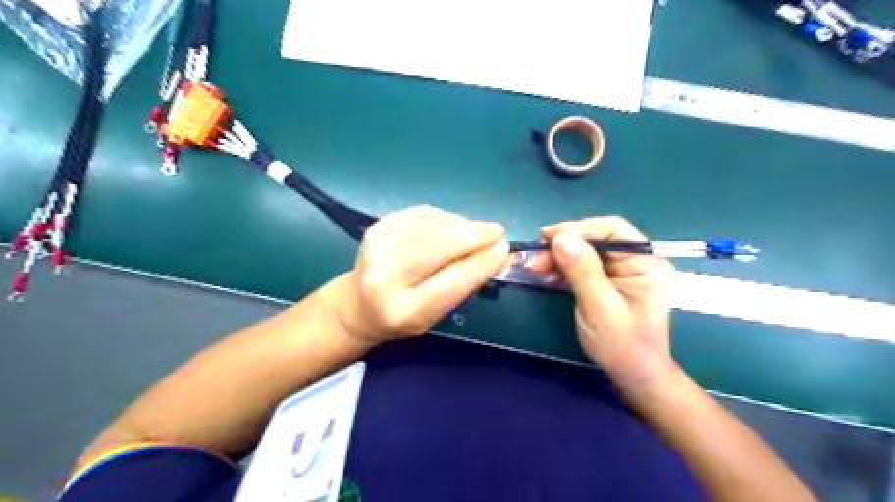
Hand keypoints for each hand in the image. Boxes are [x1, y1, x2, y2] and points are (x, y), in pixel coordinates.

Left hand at [331, 205, 508, 345]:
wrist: (357, 304)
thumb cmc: (403, 316)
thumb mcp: (435, 315)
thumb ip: (464, 285)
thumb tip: (499, 254)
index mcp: (405, 311)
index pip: (452, 282)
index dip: (482, 263)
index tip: (503, 249)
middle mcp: (386, 278)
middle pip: (440, 246)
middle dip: (475, 234)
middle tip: (496, 231)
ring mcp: (378, 248)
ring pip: (433, 225)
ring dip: (461, 225)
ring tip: (472, 233)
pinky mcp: (377, 227)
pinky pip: (422, 214)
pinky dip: (444, 218)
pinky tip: (449, 227)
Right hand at [526, 215, 674, 391]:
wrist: (632, 374)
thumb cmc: (623, 345)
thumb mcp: (601, 308)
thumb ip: (583, 271)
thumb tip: (561, 238)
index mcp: (645, 263)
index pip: (614, 230)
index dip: (580, 228)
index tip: (549, 236)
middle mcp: (634, 260)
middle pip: (596, 238)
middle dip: (565, 243)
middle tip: (535, 253)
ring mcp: (619, 270)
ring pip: (585, 250)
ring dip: (558, 255)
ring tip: (535, 265)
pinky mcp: (605, 279)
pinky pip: (581, 265)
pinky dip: (562, 267)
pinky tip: (546, 273)